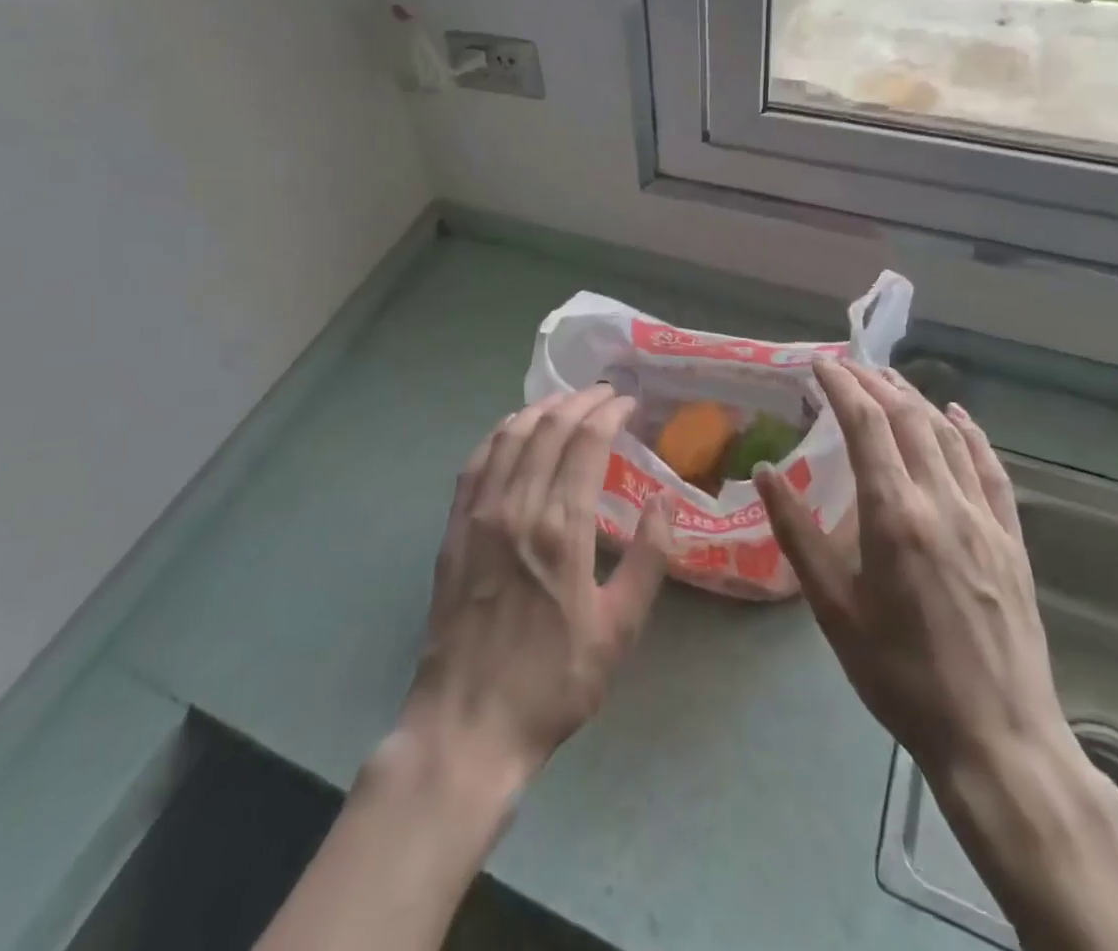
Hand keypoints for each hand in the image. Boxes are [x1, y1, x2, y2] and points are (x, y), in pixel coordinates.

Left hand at [256, 388, 673, 950]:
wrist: (468, 723)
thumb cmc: (553, 681)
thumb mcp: (619, 630)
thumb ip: (647, 560)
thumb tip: (662, 502)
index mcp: (561, 528)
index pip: (587, 443)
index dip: (609, 413)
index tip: (628, 402)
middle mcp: (518, 506)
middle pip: (549, 428)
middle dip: (580, 401)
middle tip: (604, 393)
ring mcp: (479, 514)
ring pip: (510, 436)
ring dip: (540, 408)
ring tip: (565, 399)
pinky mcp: (454, 527)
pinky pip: (476, 461)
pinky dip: (499, 433)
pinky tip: (512, 427)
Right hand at [757, 361, 1117, 950]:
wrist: (995, 736)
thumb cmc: (899, 674)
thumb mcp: (833, 608)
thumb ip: (798, 534)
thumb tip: (765, 472)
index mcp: (895, 516)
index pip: (867, 426)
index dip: (843, 386)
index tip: (820, 364)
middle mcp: (943, 502)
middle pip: (909, 419)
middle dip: (875, 383)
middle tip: (848, 366)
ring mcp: (984, 518)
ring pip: (949, 436)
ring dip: (916, 400)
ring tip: (889, 380)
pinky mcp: (1011, 539)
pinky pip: (991, 469)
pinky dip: (971, 434)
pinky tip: (957, 417)